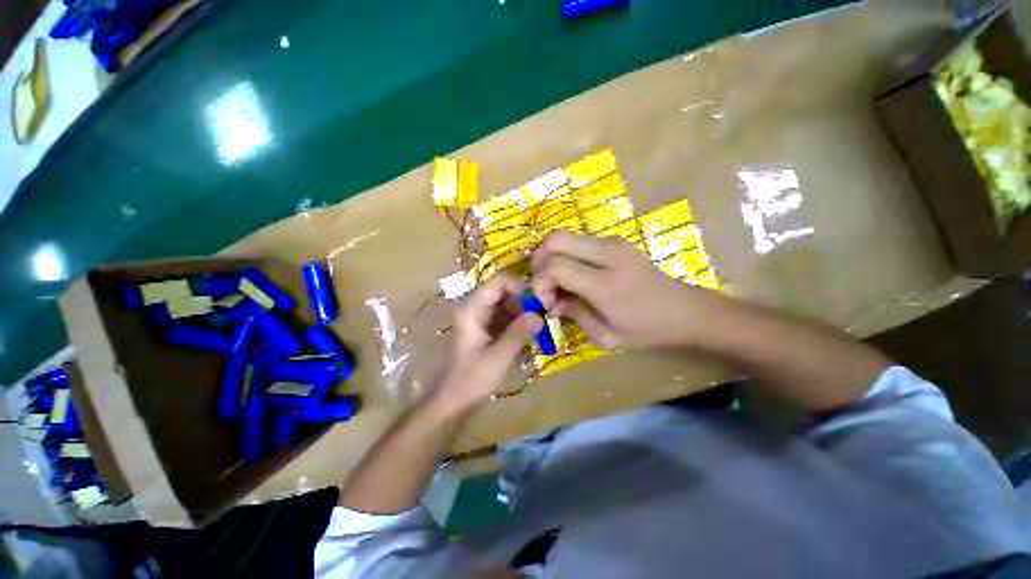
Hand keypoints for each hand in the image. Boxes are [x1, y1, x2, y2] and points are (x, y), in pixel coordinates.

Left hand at [430, 273, 542, 415]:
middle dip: (525, 301)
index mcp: (472, 309)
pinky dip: (519, 323)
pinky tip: (531, 336)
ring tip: (540, 328)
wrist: (452, 401)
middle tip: (543, 317)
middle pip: (504, 290)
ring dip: (524, 312)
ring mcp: (481, 317)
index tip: (539, 302)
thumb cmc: (471, 380)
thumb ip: (518, 334)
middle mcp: (475, 307)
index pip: (499, 281)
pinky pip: (507, 316)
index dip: (520, 286)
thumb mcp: (498, 358)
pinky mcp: (487, 328)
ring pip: (508, 303)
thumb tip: (540, 315)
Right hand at [531, 231, 713, 348]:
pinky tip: (572, 276)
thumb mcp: (605, 336)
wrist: (685, 310)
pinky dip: (565, 255)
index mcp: (605, 282)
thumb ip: (573, 314)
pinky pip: (577, 241)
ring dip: (551, 257)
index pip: (555, 266)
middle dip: (539, 262)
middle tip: (543, 286)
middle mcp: (608, 253)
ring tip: (556, 283)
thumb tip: (552, 300)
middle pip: (554, 239)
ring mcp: (612, 242)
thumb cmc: (647, 329)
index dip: (540, 283)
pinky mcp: (614, 241)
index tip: (547, 302)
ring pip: (563, 236)